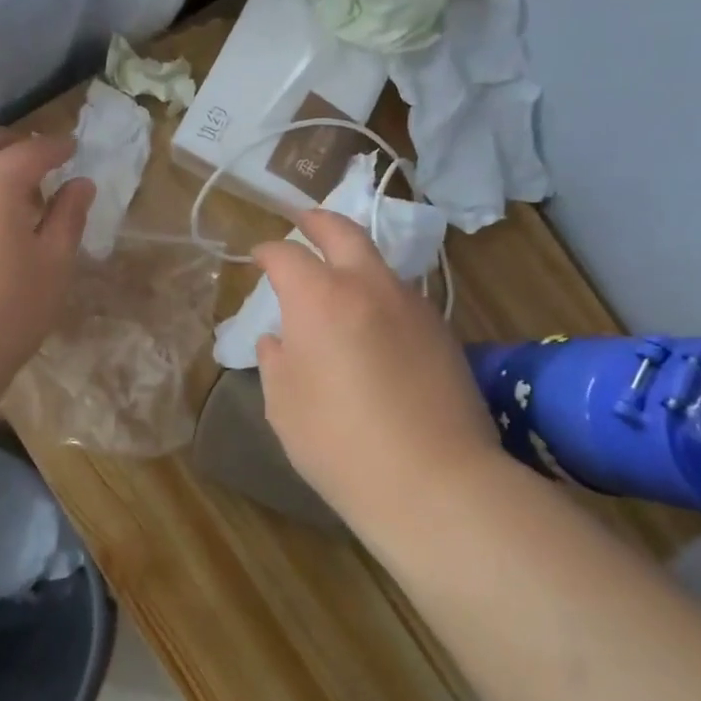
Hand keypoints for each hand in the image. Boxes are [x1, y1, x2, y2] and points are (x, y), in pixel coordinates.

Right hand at [252, 210, 500, 526]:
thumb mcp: (284, 405)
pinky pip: (402, 296)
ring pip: (378, 262)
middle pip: (343, 232)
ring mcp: (412, 305)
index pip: (286, 255)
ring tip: (338, 277)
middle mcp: (368, 286)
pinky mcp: (442, 330)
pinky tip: (373, 324)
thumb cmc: (339, 443)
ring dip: (353, 258)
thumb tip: (278, 340)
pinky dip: (379, 294)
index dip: (267, 252)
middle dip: (317, 221)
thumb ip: (275, 361)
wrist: (434, 480)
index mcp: (320, 298)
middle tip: (302, 220)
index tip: (258, 257)